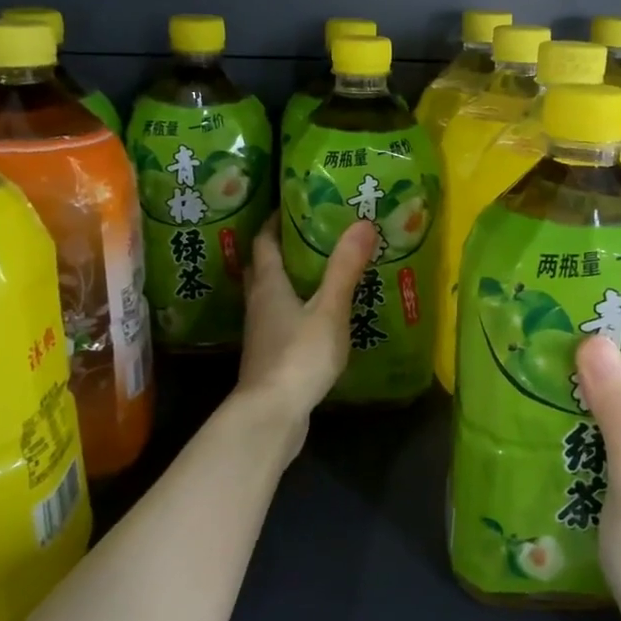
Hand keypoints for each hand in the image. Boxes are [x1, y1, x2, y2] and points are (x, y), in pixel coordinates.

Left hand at [238, 220, 378, 415]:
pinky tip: (318, 315)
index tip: (292, 205)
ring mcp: (261, 333)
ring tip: (320, 270)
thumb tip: (362, 223)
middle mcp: (258, 304)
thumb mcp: (329, 309)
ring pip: (270, 295)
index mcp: (268, 285)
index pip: (264, 242)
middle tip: (308, 234)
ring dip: (288, 280)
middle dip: (280, 248)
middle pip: (262, 268)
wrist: (271, 415)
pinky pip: (280, 320)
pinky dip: (296, 308)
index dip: (274, 221)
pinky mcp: (270, 356)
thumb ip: (344, 268)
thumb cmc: (298, 356)